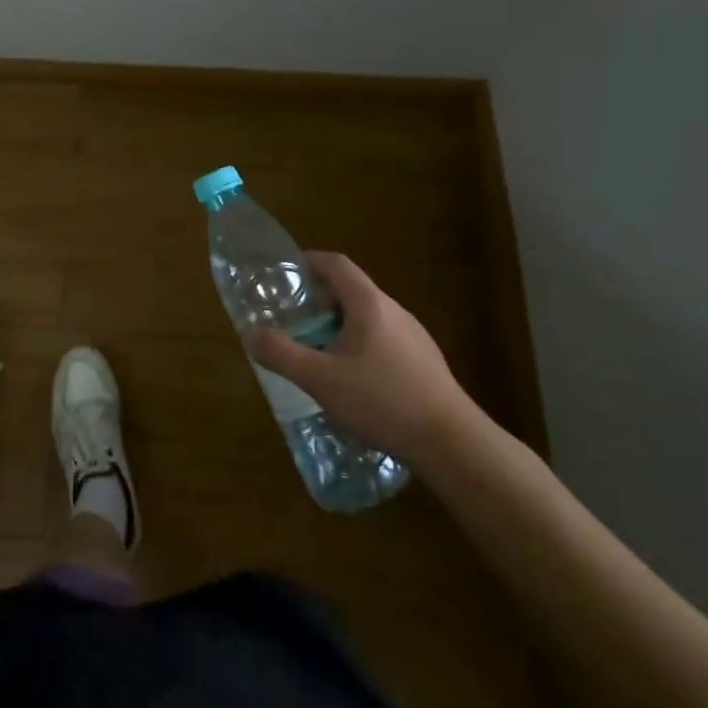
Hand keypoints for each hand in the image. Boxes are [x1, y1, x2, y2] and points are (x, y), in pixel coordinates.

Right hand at [247, 252, 469, 461]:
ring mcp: (415, 338)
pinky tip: (352, 383)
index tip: (286, 275)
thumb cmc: (383, 401)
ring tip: (317, 353)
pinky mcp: (426, 365)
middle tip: (293, 321)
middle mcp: (394, 311)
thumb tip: (252, 335)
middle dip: (319, 300)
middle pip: (351, 290)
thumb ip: (282, 354)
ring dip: (339, 326)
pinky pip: (384, 342)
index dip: (309, 262)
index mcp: (369, 304)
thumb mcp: (321, 380)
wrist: (454, 445)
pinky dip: (360, 347)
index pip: (336, 264)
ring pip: (368, 318)